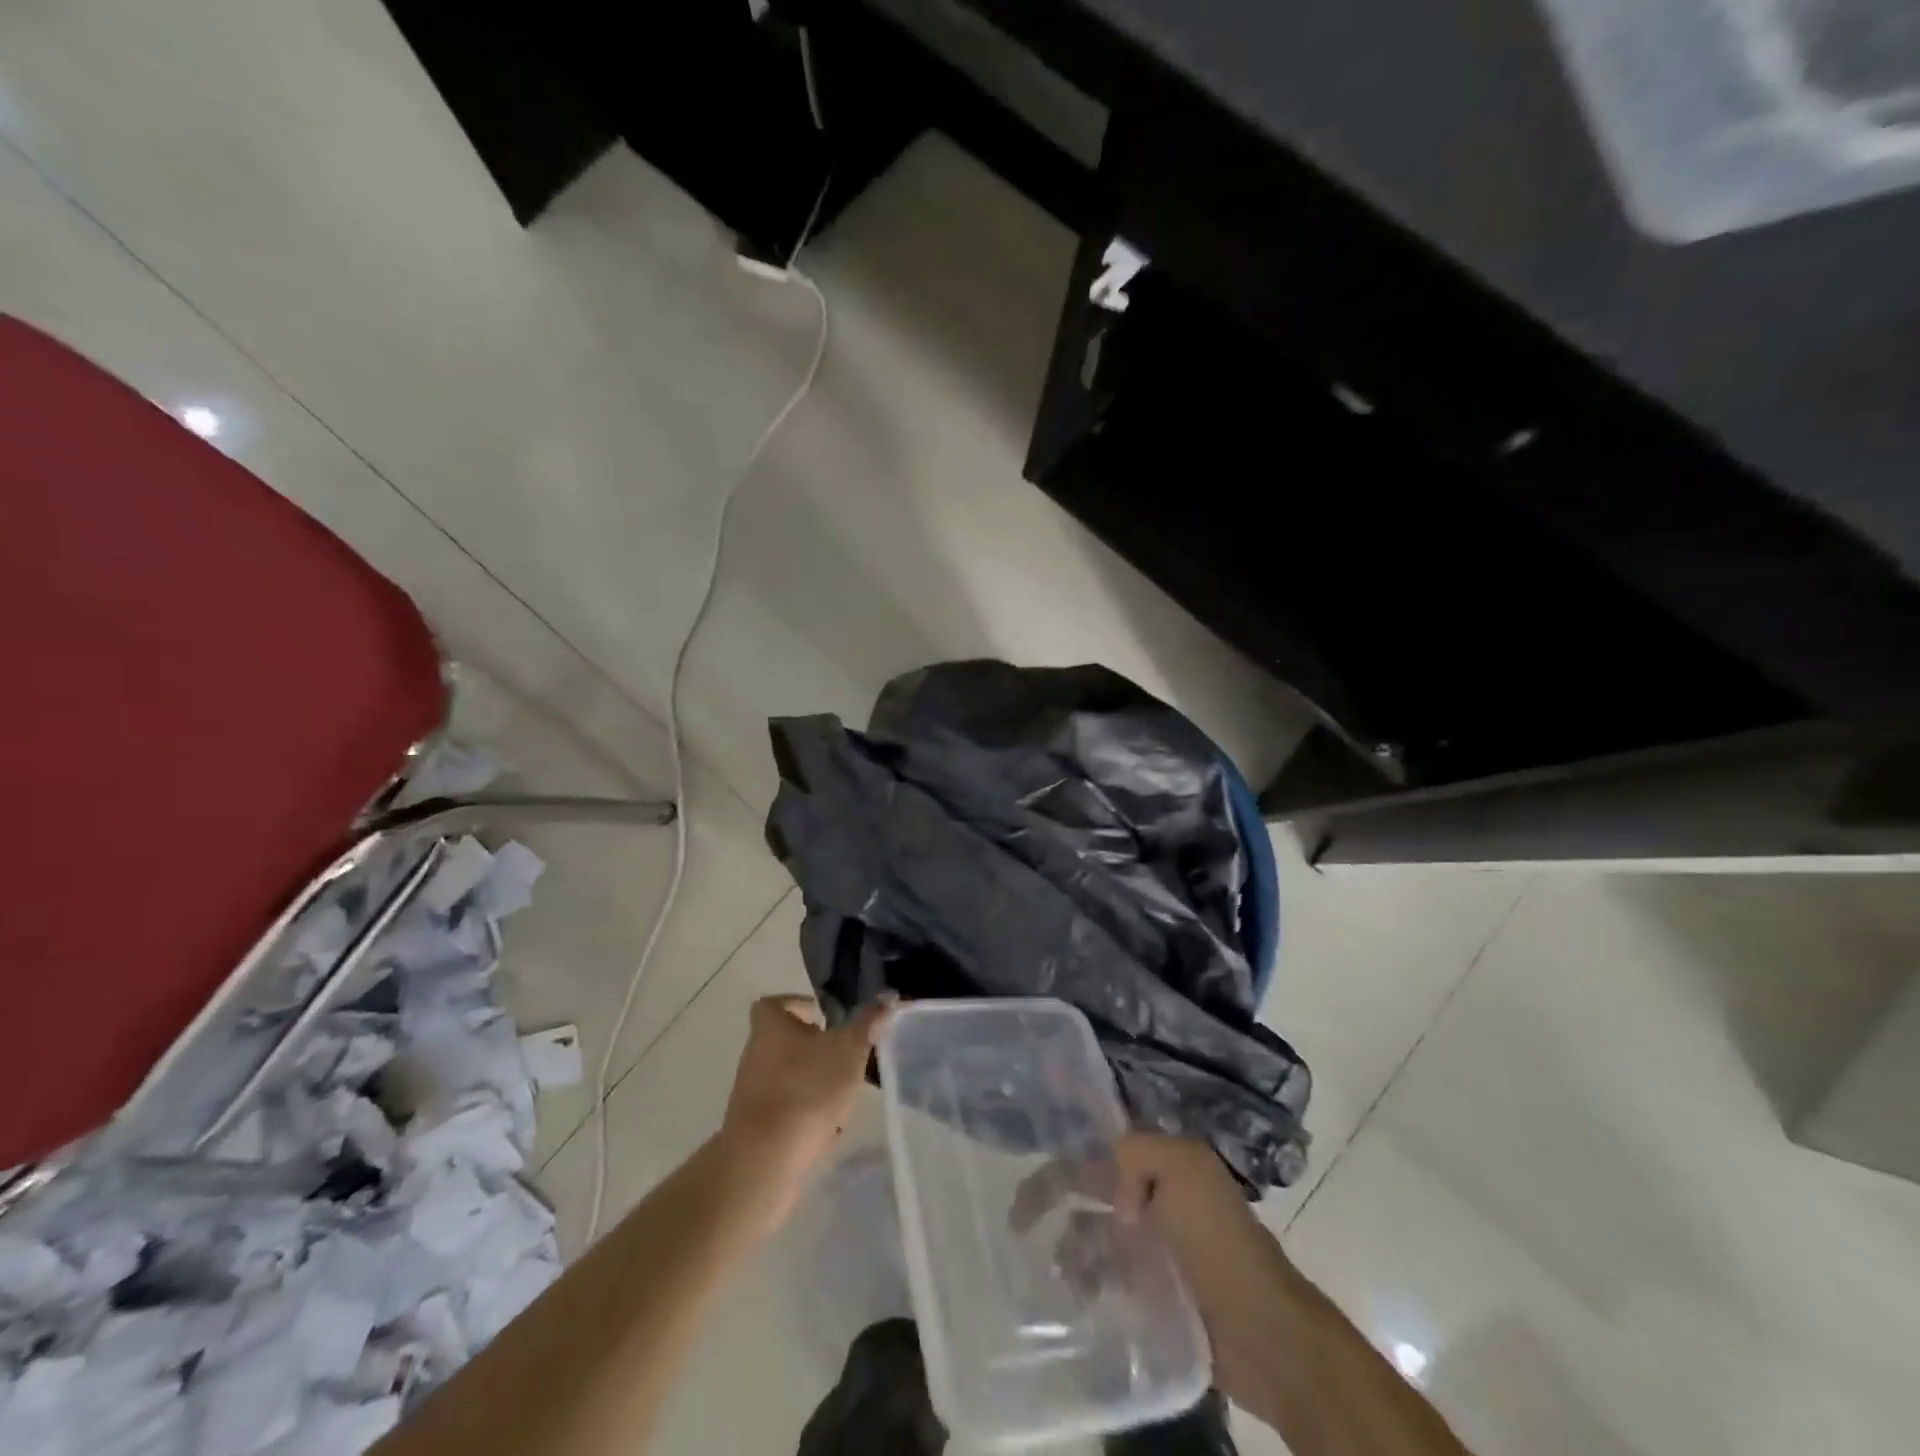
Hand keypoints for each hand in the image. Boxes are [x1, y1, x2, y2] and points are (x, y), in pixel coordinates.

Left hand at [717, 994, 893, 1232]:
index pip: (774, 1004)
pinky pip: (787, 1114)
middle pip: (785, 1043)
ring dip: (815, 1085)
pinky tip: (830, 1132)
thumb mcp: (848, 1049)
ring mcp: (752, 1095)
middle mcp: (755, 1056)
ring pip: (789, 1080)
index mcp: (770, 1027)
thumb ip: (867, 1023)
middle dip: (816, 1049)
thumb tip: (886, 997)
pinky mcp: (756, 1130)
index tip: (824, 1016)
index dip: (797, 1005)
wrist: (765, 1159)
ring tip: (844, 1097)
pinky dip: (807, 1117)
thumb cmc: (807, 1088)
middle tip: (844, 1055)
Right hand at [1014, 1133, 1300, 1415]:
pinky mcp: (1151, 1292)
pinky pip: (1105, 1277)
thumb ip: (1139, 1151)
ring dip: (1069, 1246)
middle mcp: (1152, 1196)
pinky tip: (1079, 1296)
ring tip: (1062, 1271)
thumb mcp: (1185, 1170)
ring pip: (1092, 1233)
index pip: (1101, 1141)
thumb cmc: (1220, 1242)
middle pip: (1088, 1185)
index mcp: (1161, 1163)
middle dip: (1051, 1194)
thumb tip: (1112, 1194)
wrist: (1264, 1332)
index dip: (1067, 1139)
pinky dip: (1087, 1282)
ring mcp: (1151, 1246)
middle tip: (1017, 1220)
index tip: (1026, 1143)